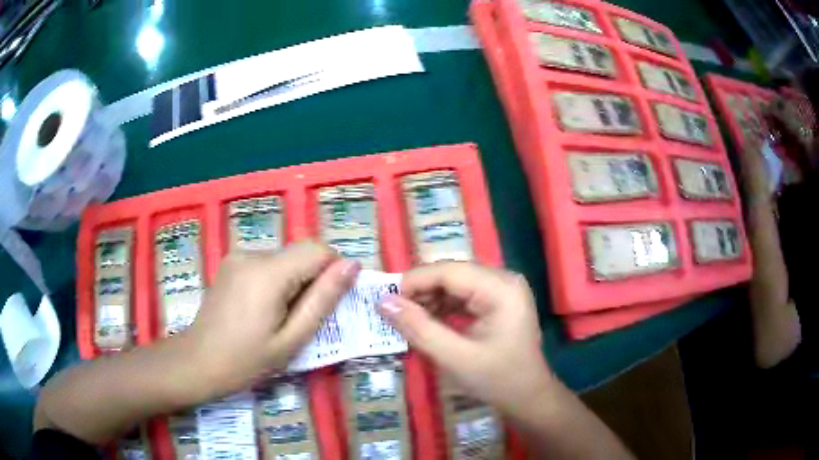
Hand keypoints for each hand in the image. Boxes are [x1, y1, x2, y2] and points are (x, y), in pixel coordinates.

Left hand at [182, 242, 359, 398]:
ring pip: (285, 258)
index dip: (333, 273)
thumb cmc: (247, 360)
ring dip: (294, 282)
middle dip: (312, 281)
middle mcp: (252, 253)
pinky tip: (262, 309)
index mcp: (268, 272)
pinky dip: (276, 281)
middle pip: (300, 253)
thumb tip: (352, 265)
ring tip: (279, 318)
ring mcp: (238, 255)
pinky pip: (267, 264)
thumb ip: (323, 299)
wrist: (198, 362)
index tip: (329, 304)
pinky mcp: (231, 262)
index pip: (318, 250)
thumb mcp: (292, 338)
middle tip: (301, 319)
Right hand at [378, 262, 552, 413]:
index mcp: (500, 288)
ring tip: (407, 319)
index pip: (449, 270)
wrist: (528, 397)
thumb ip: (418, 328)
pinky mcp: (498, 301)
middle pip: (452, 274)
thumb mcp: (454, 357)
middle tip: (393, 312)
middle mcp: (504, 279)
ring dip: (430, 299)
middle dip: (421, 291)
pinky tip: (428, 322)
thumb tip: (383, 302)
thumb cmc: (497, 379)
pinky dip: (443, 306)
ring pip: (456, 283)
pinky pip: (464, 295)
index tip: (384, 300)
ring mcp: (503, 289)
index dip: (414, 281)